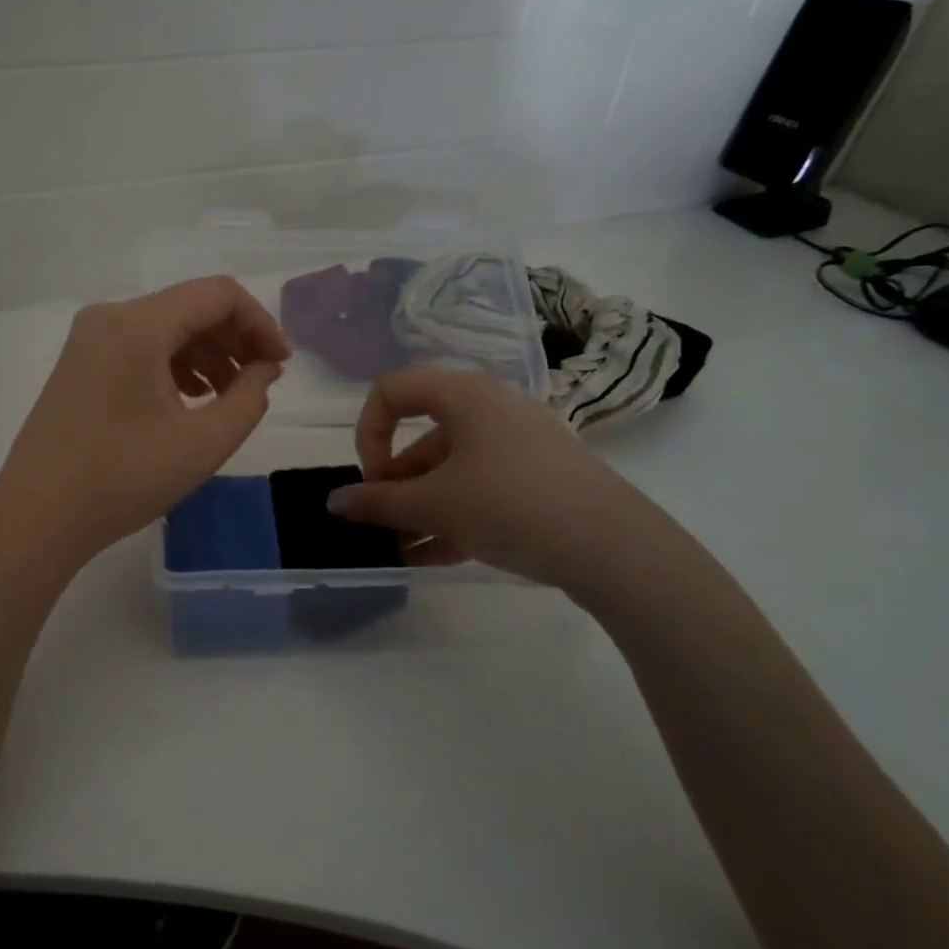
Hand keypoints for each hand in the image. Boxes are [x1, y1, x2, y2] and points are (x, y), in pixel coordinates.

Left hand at [0, 277, 290, 564]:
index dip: (260, 323)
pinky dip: (175, 366)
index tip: (280, 365)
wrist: (38, 517)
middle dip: (235, 339)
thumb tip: (264, 368)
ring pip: (166, 328)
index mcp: (137, 324)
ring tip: (230, 397)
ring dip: (207, 354)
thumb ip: (249, 397)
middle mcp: (109, 317)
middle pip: (190, 307)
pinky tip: (192, 400)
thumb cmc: (123, 479)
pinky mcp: (80, 364)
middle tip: (262, 381)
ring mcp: (89, 340)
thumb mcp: (204, 442)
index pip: (218, 294)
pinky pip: (140, 348)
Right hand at [327, 368, 663, 595]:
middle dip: (395, 484)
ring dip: (420, 509)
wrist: (614, 547)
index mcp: (464, 395)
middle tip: (383, 525)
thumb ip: (378, 503)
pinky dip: (453, 517)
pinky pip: (481, 490)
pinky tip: (432, 558)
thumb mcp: (435, 506)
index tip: (373, 479)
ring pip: (452, 471)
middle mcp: (491, 410)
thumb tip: (334, 503)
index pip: (393, 391)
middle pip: (423, 438)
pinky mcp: (539, 479)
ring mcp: (519, 446)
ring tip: (401, 550)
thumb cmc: (510, 504)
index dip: (369, 432)